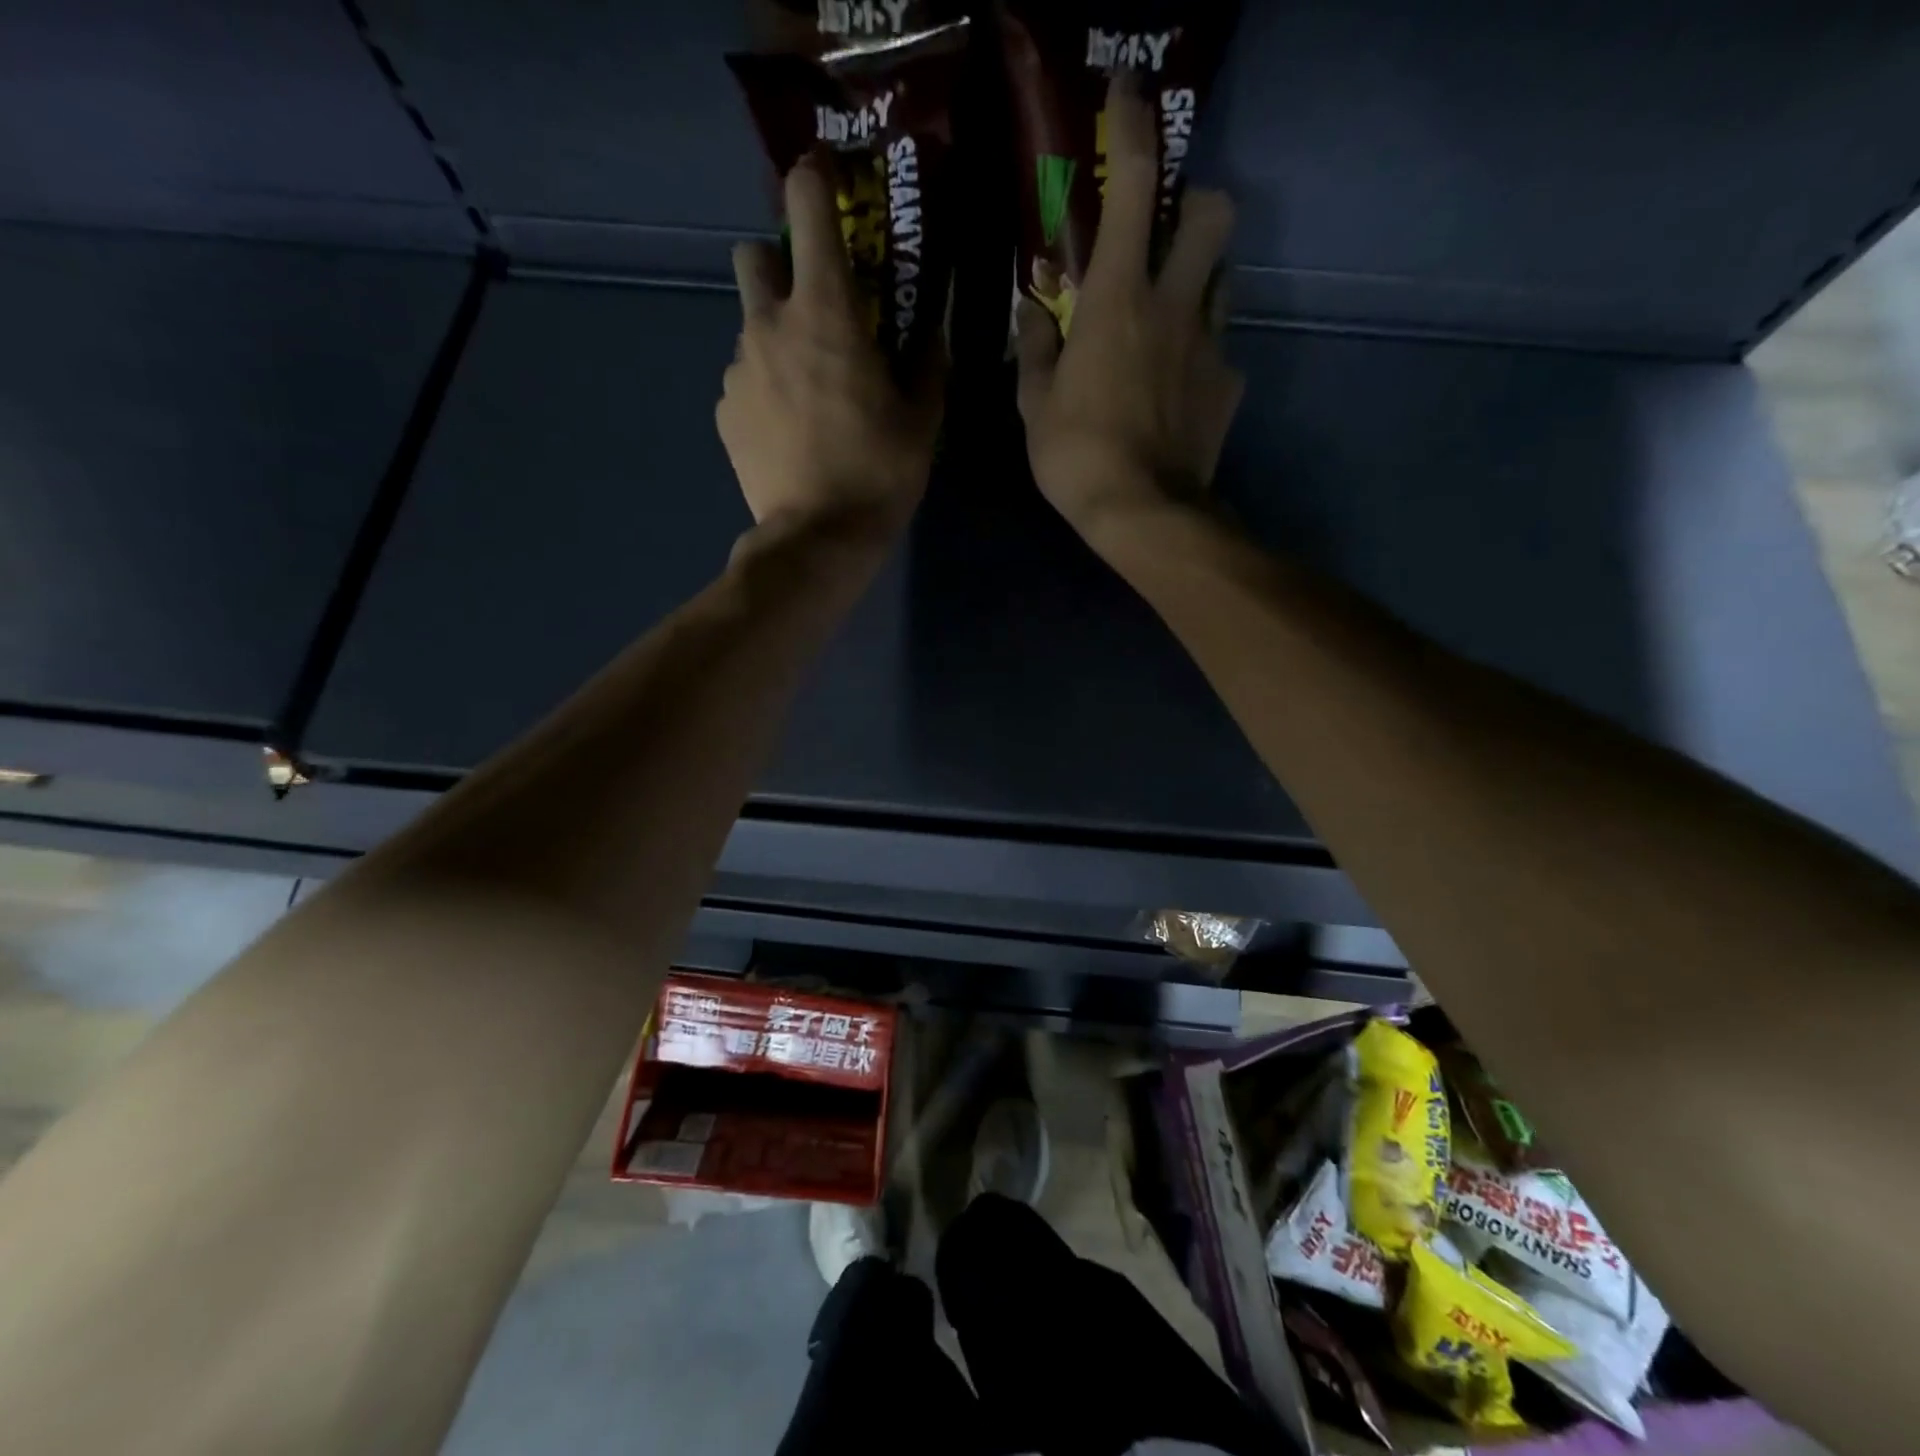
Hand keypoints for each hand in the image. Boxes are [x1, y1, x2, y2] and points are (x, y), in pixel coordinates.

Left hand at [718, 155, 942, 543]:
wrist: (818, 538)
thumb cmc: (878, 473)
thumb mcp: (921, 420)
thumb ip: (927, 365)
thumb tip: (932, 336)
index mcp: (825, 312)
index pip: (807, 205)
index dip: (813, 180)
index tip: (825, 182)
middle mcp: (769, 325)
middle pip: (753, 255)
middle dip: (778, 265)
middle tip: (813, 310)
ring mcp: (738, 368)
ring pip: (750, 327)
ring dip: (776, 340)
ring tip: (808, 394)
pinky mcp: (724, 410)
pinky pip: (742, 379)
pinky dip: (764, 389)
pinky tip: (789, 430)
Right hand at [1014, 80, 1244, 550]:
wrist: (1144, 513)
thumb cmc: (1076, 456)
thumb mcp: (1035, 406)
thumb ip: (1035, 349)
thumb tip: (1032, 312)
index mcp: (1117, 299)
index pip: (1131, 186)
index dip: (1132, 127)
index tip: (1127, 94)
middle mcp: (1174, 305)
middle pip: (1211, 212)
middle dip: (1193, 203)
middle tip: (1164, 234)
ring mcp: (1209, 344)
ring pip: (1222, 278)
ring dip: (1199, 279)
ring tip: (1168, 317)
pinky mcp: (1229, 385)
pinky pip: (1220, 350)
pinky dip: (1198, 356)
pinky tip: (1177, 390)